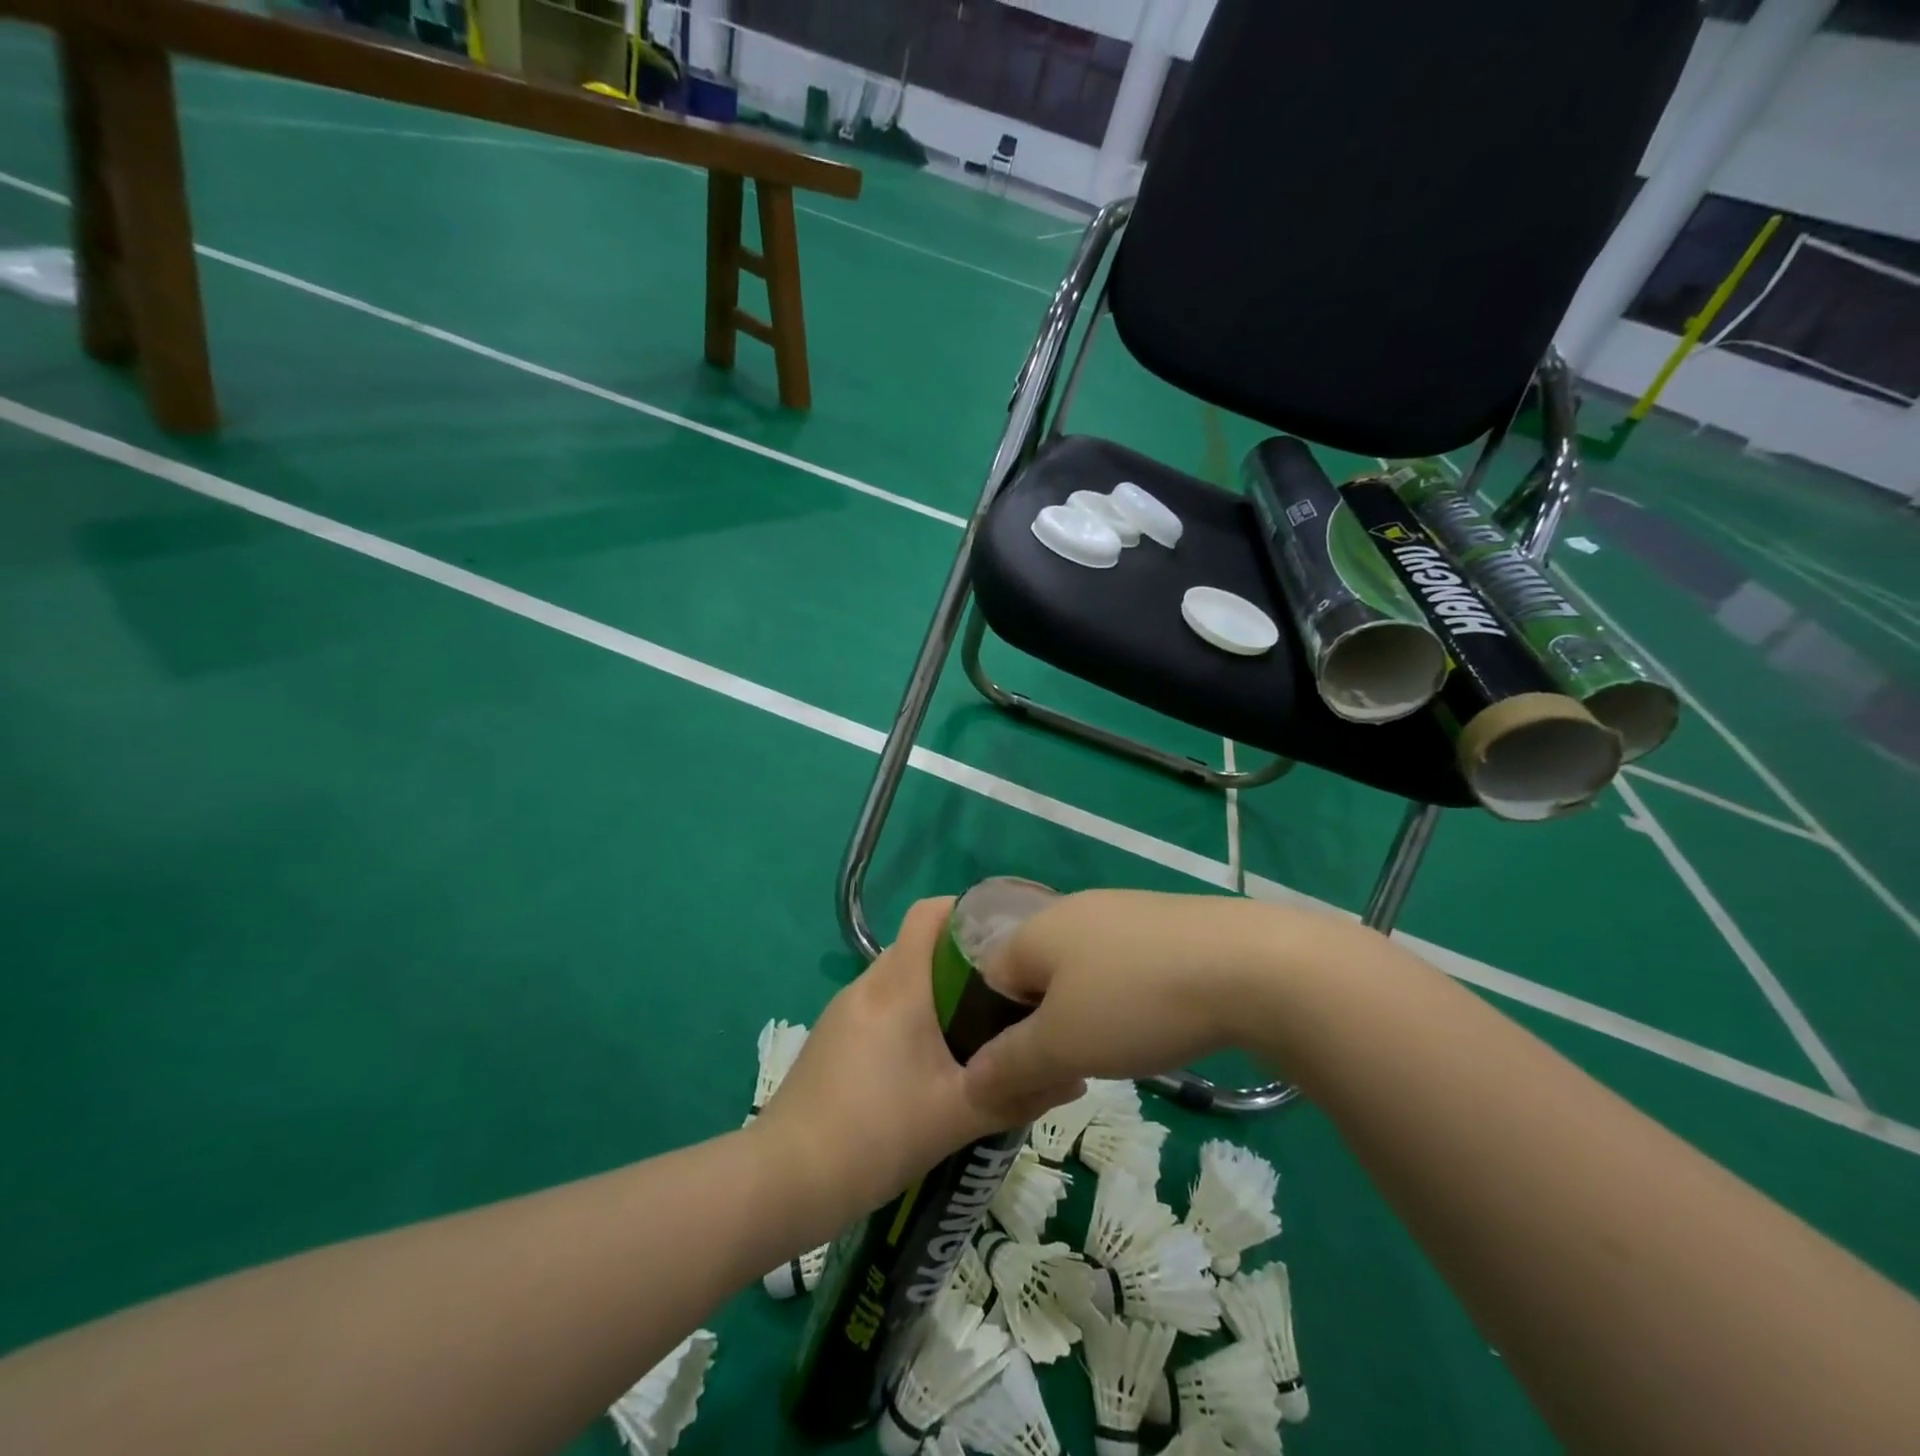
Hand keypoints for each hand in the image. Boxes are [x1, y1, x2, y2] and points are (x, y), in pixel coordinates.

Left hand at [750, 899, 1078, 1221]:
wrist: (783, 1181)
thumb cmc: (874, 1134)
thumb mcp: (956, 1115)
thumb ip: (1017, 1091)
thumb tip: (1074, 1074)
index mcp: (897, 983)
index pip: (931, 912)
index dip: (969, 912)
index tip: (1008, 940)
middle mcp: (868, 983)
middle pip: (921, 946)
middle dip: (965, 961)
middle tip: (1007, 994)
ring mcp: (845, 1010)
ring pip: (902, 979)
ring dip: (938, 993)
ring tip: (979, 1029)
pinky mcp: (834, 1038)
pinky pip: (883, 1007)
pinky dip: (913, 1017)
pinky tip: (932, 1063)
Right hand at [964, 890, 1322, 1116]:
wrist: (1248, 965)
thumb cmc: (1135, 1002)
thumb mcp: (1062, 1045)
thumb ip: (1009, 1064)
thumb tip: (967, 1083)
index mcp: (1036, 929)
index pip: (990, 977)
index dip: (995, 1028)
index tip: (1022, 1072)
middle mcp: (1073, 910)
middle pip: (1037, 973)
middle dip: (1044, 1023)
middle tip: (1069, 1068)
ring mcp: (1123, 911)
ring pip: (1084, 970)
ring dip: (1087, 1012)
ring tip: (1115, 1050)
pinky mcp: (1166, 922)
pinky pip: (1126, 963)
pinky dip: (1127, 997)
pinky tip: (1155, 1022)